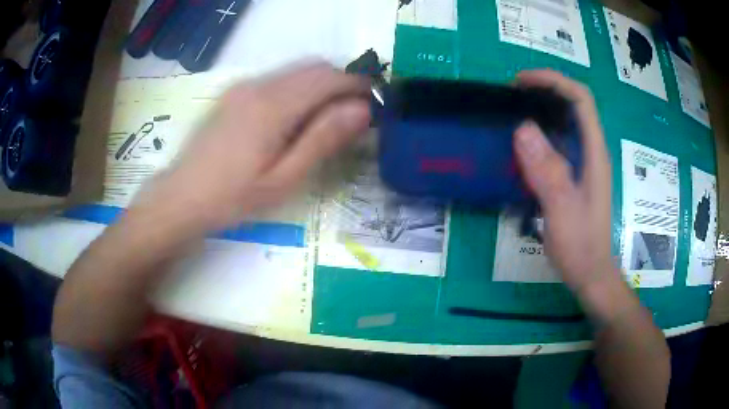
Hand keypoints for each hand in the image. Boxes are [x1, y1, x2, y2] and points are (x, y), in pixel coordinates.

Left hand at [148, 62, 371, 229]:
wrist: (182, 196)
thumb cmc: (234, 197)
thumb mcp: (284, 179)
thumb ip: (323, 139)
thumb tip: (361, 109)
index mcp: (274, 105)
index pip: (329, 78)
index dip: (358, 85)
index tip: (375, 101)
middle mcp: (259, 84)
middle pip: (314, 66)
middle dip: (341, 82)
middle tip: (354, 113)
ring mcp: (243, 85)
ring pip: (296, 70)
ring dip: (320, 84)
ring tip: (328, 118)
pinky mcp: (234, 92)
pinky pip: (278, 78)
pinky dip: (299, 88)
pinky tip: (295, 117)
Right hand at [513, 70, 614, 291]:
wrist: (590, 274)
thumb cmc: (581, 246)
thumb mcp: (563, 210)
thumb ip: (548, 171)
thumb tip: (523, 128)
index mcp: (593, 153)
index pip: (580, 99)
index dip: (553, 81)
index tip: (522, 82)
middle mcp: (590, 151)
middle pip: (572, 106)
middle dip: (543, 92)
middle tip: (510, 98)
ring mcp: (582, 164)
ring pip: (563, 125)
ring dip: (539, 113)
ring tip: (510, 116)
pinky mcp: (573, 176)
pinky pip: (556, 146)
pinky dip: (537, 138)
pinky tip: (519, 149)